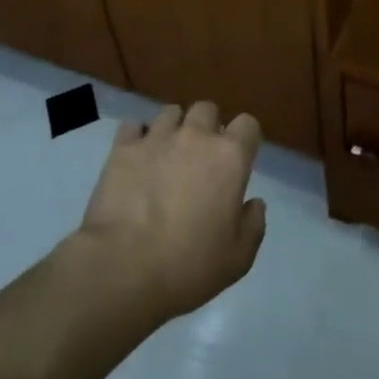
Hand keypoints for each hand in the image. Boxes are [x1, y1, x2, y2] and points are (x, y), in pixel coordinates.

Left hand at [74, 102, 267, 323]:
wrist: (123, 269)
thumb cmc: (188, 266)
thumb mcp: (237, 260)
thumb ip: (253, 225)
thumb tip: (254, 203)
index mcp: (229, 157)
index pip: (248, 124)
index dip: (244, 139)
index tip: (237, 161)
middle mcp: (196, 136)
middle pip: (207, 109)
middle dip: (207, 126)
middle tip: (200, 157)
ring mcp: (157, 137)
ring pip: (171, 112)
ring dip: (173, 128)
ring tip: (166, 154)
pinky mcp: (123, 148)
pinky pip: (133, 125)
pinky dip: (137, 137)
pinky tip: (136, 157)